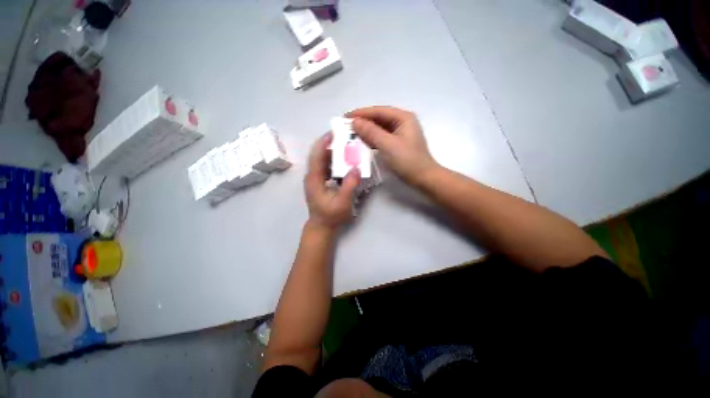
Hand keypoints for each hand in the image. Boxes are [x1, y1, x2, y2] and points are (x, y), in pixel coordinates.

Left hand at [304, 133, 360, 231]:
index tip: (334, 132)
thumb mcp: (342, 202)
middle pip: (319, 155)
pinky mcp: (320, 182)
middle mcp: (312, 176)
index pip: (317, 155)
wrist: (322, 227)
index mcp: (314, 179)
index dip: (324, 142)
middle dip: (330, 144)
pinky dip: (334, 161)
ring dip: (333, 152)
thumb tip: (356, 168)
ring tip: (347, 146)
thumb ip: (349, 185)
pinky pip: (326, 167)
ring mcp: (316, 179)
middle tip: (345, 137)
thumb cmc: (331, 216)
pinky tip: (345, 162)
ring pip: (323, 160)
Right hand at [347, 106, 438, 185]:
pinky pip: (381, 138)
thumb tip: (355, 122)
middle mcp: (402, 122)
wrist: (423, 178)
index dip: (361, 113)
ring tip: (351, 135)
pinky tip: (362, 143)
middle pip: (378, 119)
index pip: (378, 111)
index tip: (345, 117)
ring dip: (366, 132)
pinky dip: (371, 140)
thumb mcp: (388, 145)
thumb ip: (371, 132)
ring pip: (379, 129)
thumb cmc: (407, 161)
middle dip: (362, 122)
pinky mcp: (397, 144)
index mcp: (403, 117)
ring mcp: (400, 133)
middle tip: (346, 127)